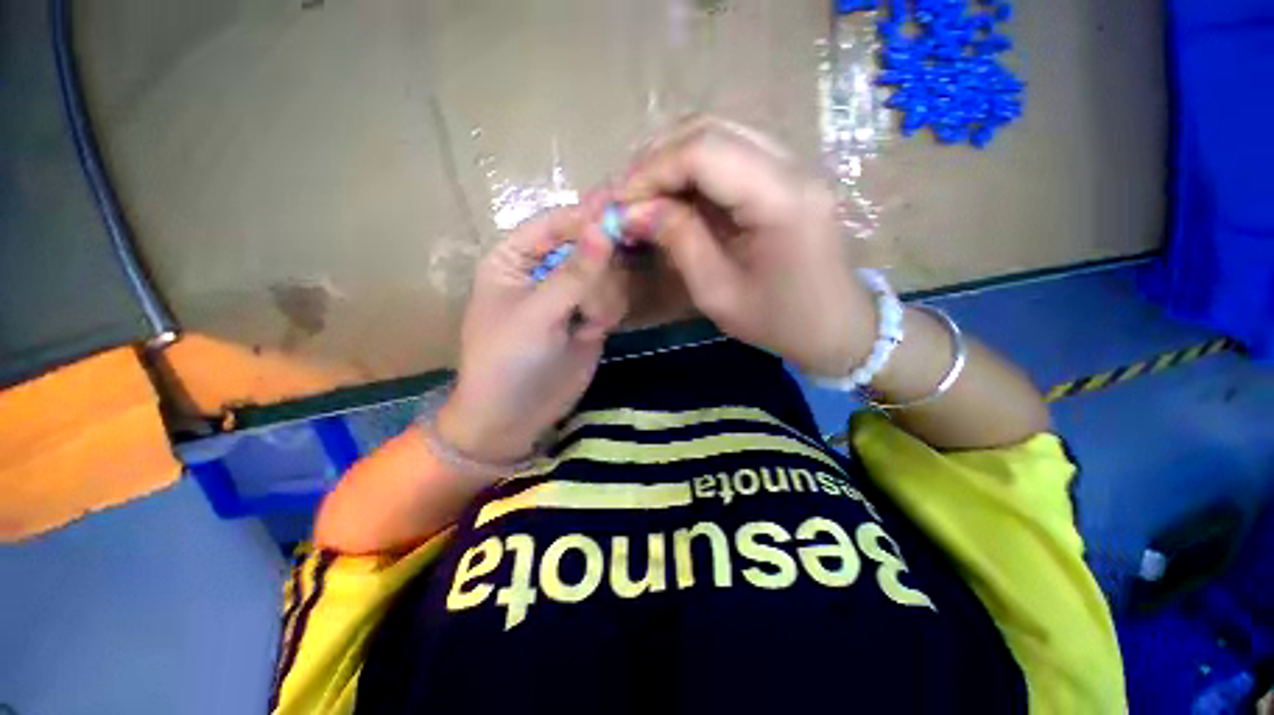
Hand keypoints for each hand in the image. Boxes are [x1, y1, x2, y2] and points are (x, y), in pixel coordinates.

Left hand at [436, 198, 626, 463]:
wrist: (514, 418)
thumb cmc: (508, 360)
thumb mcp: (537, 314)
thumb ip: (575, 273)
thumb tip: (604, 226)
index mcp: (516, 258)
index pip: (555, 222)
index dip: (586, 217)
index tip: (621, 214)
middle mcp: (545, 271)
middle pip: (588, 246)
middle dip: (598, 270)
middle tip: (596, 297)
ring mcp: (571, 295)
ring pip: (606, 274)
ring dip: (603, 298)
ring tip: (587, 325)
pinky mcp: (589, 317)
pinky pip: (613, 299)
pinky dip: (609, 312)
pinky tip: (594, 331)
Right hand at [619, 117, 874, 376]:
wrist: (837, 327)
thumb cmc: (779, 322)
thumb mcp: (718, 293)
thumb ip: (678, 241)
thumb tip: (633, 211)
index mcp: (780, 200)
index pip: (703, 151)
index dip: (652, 170)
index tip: (620, 203)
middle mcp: (791, 167)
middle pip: (710, 130)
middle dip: (656, 159)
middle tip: (626, 196)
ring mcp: (791, 166)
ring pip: (718, 135)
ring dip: (671, 159)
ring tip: (642, 194)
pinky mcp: (784, 176)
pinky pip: (730, 154)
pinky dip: (692, 169)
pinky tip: (672, 195)